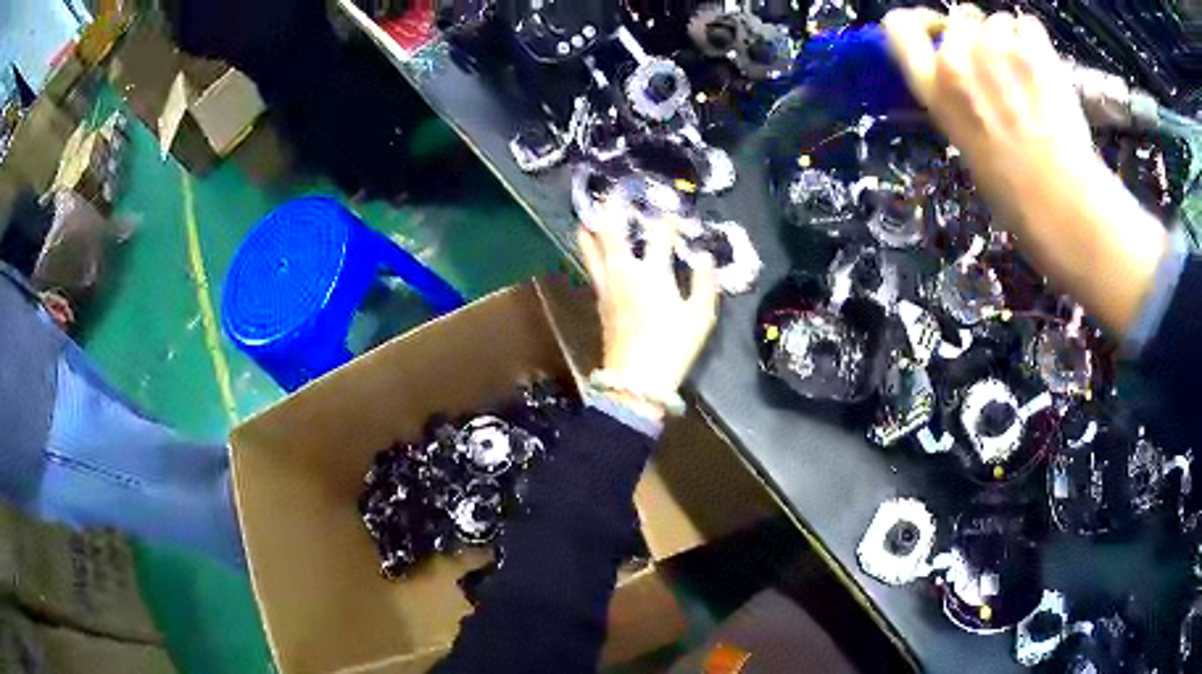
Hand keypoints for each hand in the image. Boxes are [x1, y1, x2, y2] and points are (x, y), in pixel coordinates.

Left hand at [577, 212, 718, 421]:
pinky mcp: (598, 297)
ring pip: (589, 245)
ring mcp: (605, 283)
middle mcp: (623, 271)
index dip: (666, 218)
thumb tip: (706, 259)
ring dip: (591, 224)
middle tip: (615, 191)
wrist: (635, 380)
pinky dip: (589, 246)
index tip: (672, 209)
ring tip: (594, 209)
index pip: (659, 234)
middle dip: (611, 206)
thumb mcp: (700, 317)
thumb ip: (704, 283)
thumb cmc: (672, 347)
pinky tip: (591, 240)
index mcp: (652, 273)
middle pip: (610, 230)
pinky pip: (589, 262)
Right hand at [883, 5, 1094, 224]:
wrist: (1062, 204)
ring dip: (1011, 40)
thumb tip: (965, 72)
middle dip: (978, 34)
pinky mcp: (1032, 48)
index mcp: (934, 88)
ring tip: (1030, 78)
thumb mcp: (965, 142)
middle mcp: (957, 58)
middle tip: (1000, 66)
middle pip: (959, 17)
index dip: (921, 22)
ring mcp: (995, 47)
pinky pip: (1027, 25)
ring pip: (998, 20)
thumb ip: (956, 96)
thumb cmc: (1013, 193)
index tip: (938, 31)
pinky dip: (1036, 42)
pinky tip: (1046, 71)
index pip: (899, 27)